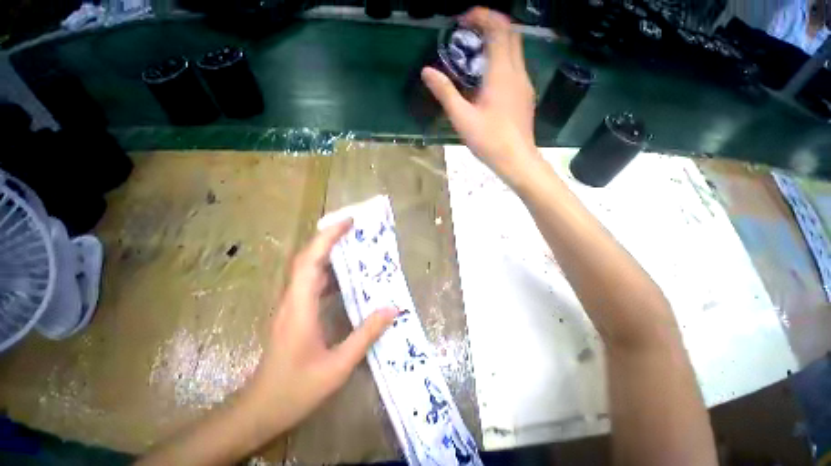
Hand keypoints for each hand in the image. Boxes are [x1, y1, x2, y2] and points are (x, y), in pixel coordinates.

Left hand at [245, 220, 397, 434]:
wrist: (259, 410)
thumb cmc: (295, 389)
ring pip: (307, 268)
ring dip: (328, 253)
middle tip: (354, 228)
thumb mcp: (338, 366)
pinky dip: (328, 272)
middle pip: (307, 257)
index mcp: (300, 307)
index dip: (328, 237)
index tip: (348, 222)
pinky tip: (345, 278)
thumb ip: (366, 335)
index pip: (311, 260)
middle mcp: (293, 299)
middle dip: (329, 238)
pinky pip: (311, 283)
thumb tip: (392, 309)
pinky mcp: (294, 312)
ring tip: (353, 246)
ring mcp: (292, 305)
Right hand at [421, 7, 539, 180]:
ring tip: (475, 54)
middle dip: (490, 25)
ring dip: (497, 42)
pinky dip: (502, 59)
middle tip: (469, 33)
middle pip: (510, 33)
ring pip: (515, 49)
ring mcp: (524, 83)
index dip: (482, 16)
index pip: (498, 28)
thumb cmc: (489, 140)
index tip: (463, 20)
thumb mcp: (462, 118)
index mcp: (501, 73)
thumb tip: (427, 71)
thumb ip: (445, 93)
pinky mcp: (525, 95)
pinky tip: (488, 78)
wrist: (516, 159)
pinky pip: (516, 66)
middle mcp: (517, 71)